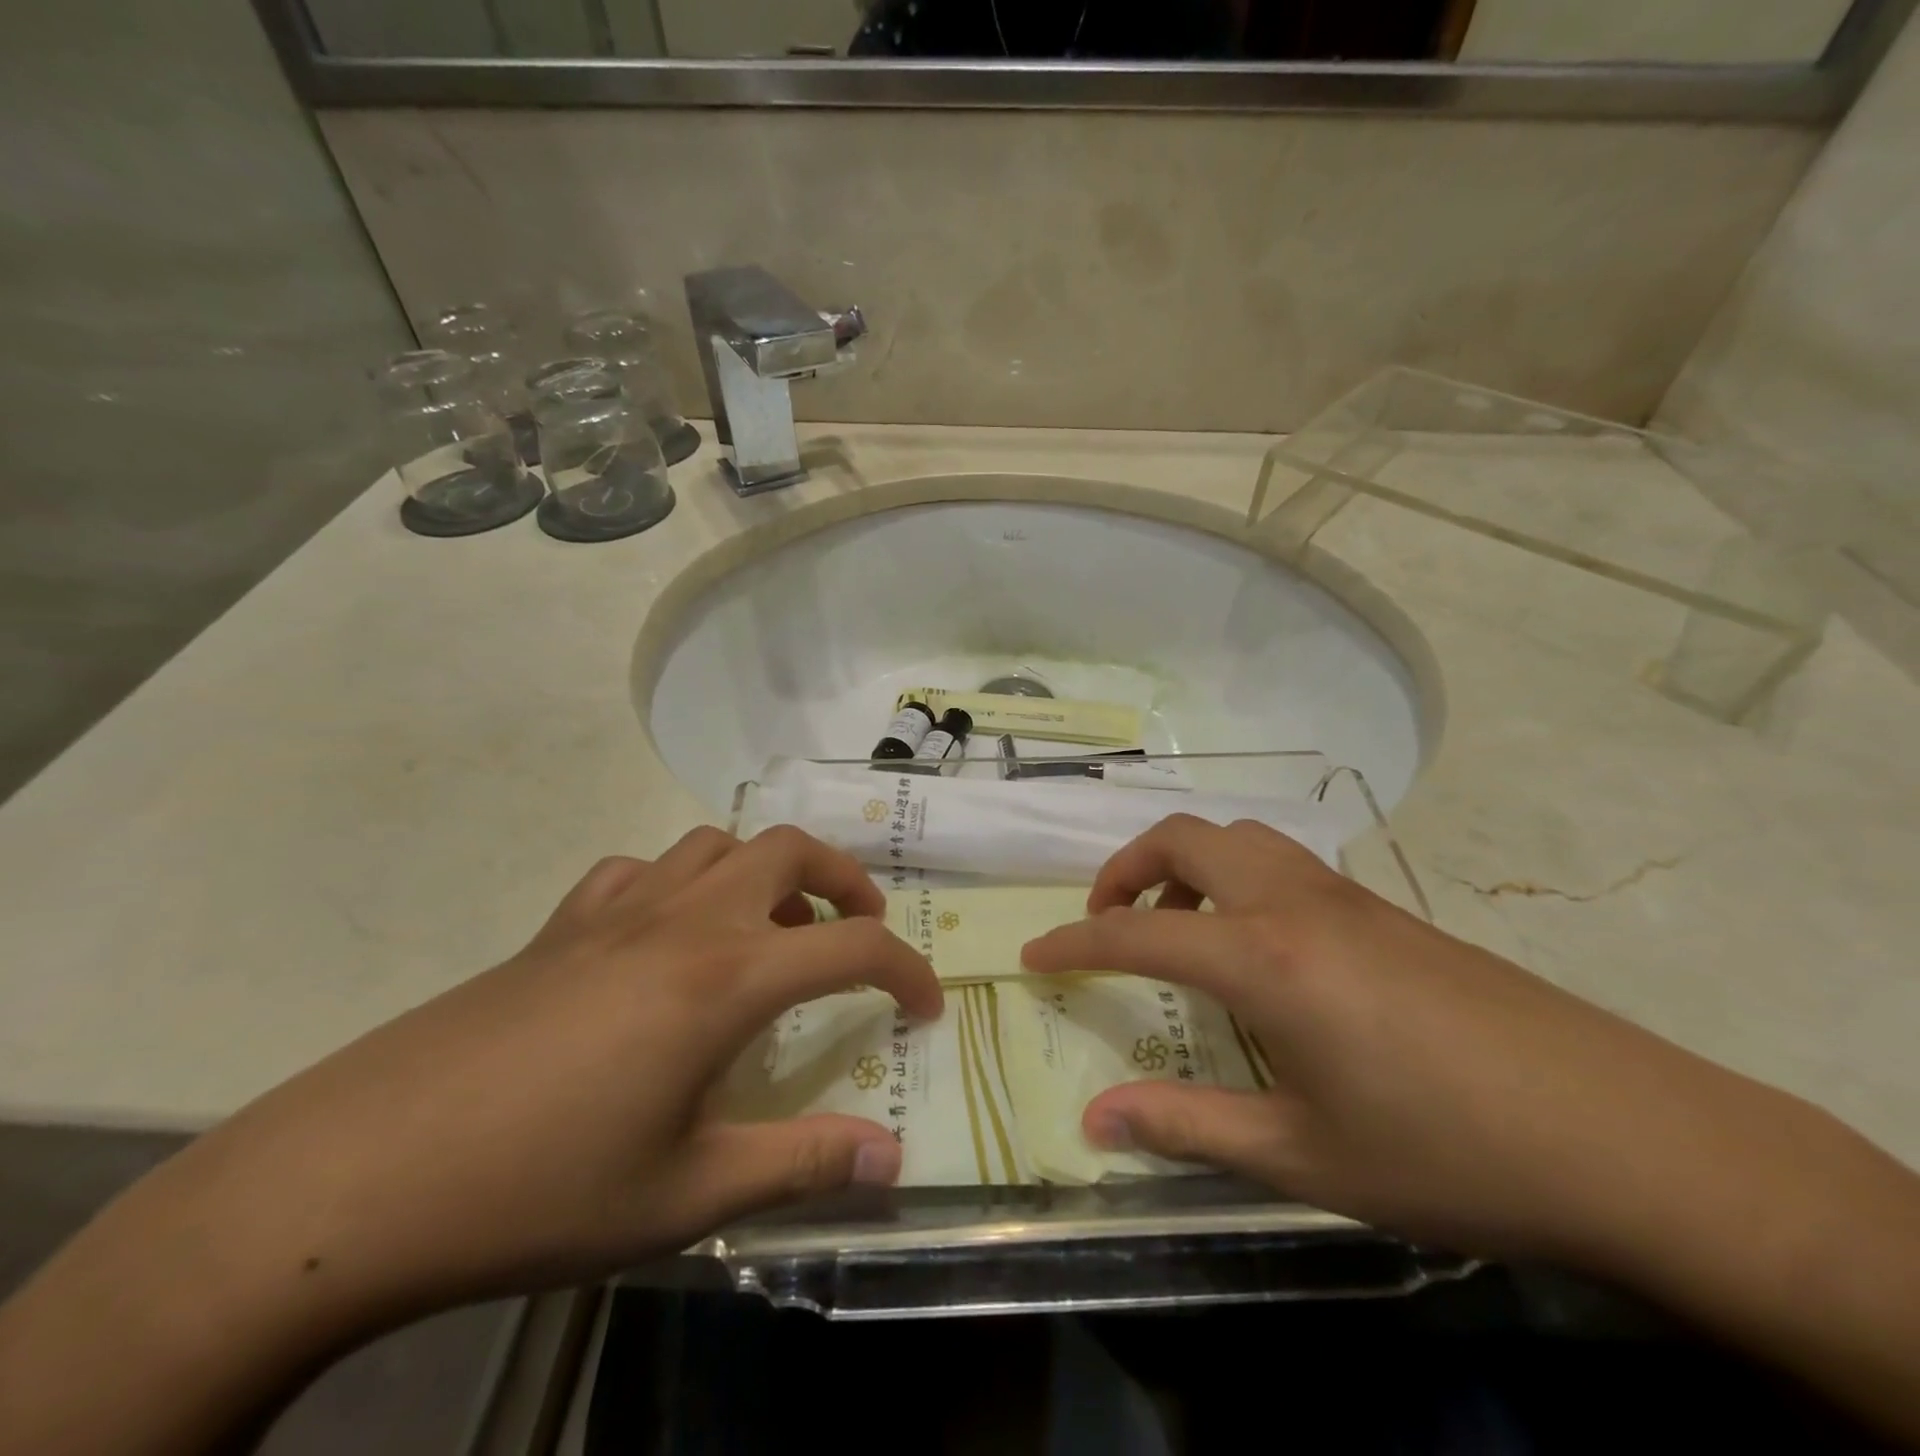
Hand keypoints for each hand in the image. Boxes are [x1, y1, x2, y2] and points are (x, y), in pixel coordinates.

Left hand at [208, 827, 942, 1312]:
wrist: (354, 1180)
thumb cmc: (541, 1188)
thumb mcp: (687, 1194)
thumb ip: (800, 1164)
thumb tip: (889, 1160)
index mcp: (726, 978)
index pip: (853, 948)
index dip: (905, 972)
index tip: (926, 1006)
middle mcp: (684, 921)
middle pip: (790, 851)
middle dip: (844, 881)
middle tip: (858, 931)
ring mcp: (617, 911)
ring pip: (717, 844)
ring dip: (763, 873)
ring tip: (769, 932)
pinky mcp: (561, 925)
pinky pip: (641, 871)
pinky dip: (680, 884)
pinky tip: (668, 938)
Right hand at [1019, 815, 1833, 1268]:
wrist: (1630, 1138)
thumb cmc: (1449, 1153)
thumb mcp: (1303, 1154)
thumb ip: (1187, 1126)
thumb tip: (1094, 1122)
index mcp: (1264, 957)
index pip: (1137, 933)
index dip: (1075, 942)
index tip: (1034, 954)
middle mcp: (1295, 903)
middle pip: (1184, 837)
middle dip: (1126, 869)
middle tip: (1107, 923)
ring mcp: (1345, 897)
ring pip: (1237, 837)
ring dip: (1184, 866)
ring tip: (1177, 929)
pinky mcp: (1385, 910)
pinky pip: (1281, 863)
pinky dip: (1235, 880)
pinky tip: (1256, 951)